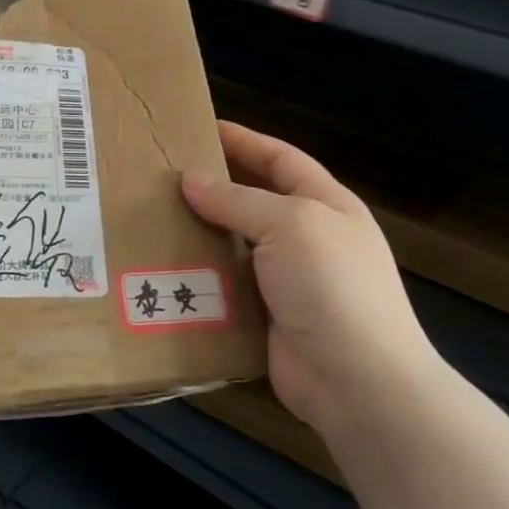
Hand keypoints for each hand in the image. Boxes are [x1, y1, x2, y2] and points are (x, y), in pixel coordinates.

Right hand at [182, 122, 438, 434]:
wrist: (357, 380)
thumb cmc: (331, 286)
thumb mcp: (289, 225)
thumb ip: (238, 200)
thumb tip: (191, 180)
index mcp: (325, 205)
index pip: (280, 160)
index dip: (244, 141)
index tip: (200, 128)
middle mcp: (307, 239)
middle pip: (253, 202)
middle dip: (213, 188)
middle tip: (162, 177)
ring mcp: (286, 281)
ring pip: (233, 246)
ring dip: (198, 235)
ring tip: (151, 219)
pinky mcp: (264, 317)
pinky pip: (224, 288)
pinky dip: (198, 277)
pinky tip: (162, 268)